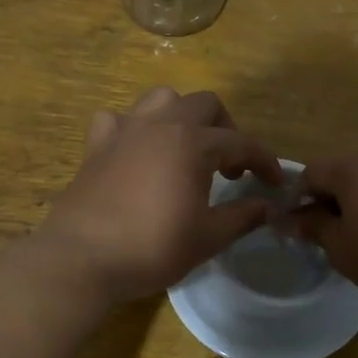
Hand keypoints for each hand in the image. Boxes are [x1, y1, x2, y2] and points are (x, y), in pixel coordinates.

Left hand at [35, 88, 282, 304]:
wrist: (83, 257)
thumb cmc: (152, 247)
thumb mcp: (208, 237)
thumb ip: (243, 216)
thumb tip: (267, 206)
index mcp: (193, 143)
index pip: (242, 142)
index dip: (264, 161)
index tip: (274, 183)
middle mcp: (161, 124)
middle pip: (205, 104)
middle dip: (226, 129)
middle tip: (229, 167)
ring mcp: (125, 130)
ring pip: (162, 99)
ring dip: (182, 116)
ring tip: (186, 149)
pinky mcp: (97, 144)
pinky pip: (119, 119)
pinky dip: (133, 128)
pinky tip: (136, 151)